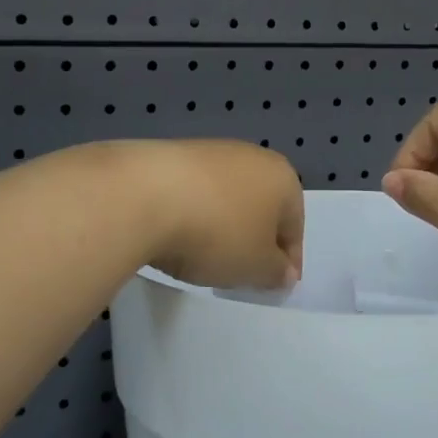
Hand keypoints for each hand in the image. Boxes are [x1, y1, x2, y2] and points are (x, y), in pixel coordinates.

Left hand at [118, 140, 304, 290]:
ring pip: (226, 197)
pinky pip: (194, 191)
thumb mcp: (256, 267)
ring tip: (202, 256)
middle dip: (253, 239)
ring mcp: (210, 151)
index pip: (295, 226)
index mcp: (282, 177)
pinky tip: (175, 234)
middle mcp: (251, 156)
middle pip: (261, 207)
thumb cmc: (217, 233)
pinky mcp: (172, 154)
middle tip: (239, 272)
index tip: (273, 287)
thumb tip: (285, 272)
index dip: (288, 261)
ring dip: (221, 225)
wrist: (143, 194)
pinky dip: (192, 213)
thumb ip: (277, 273)